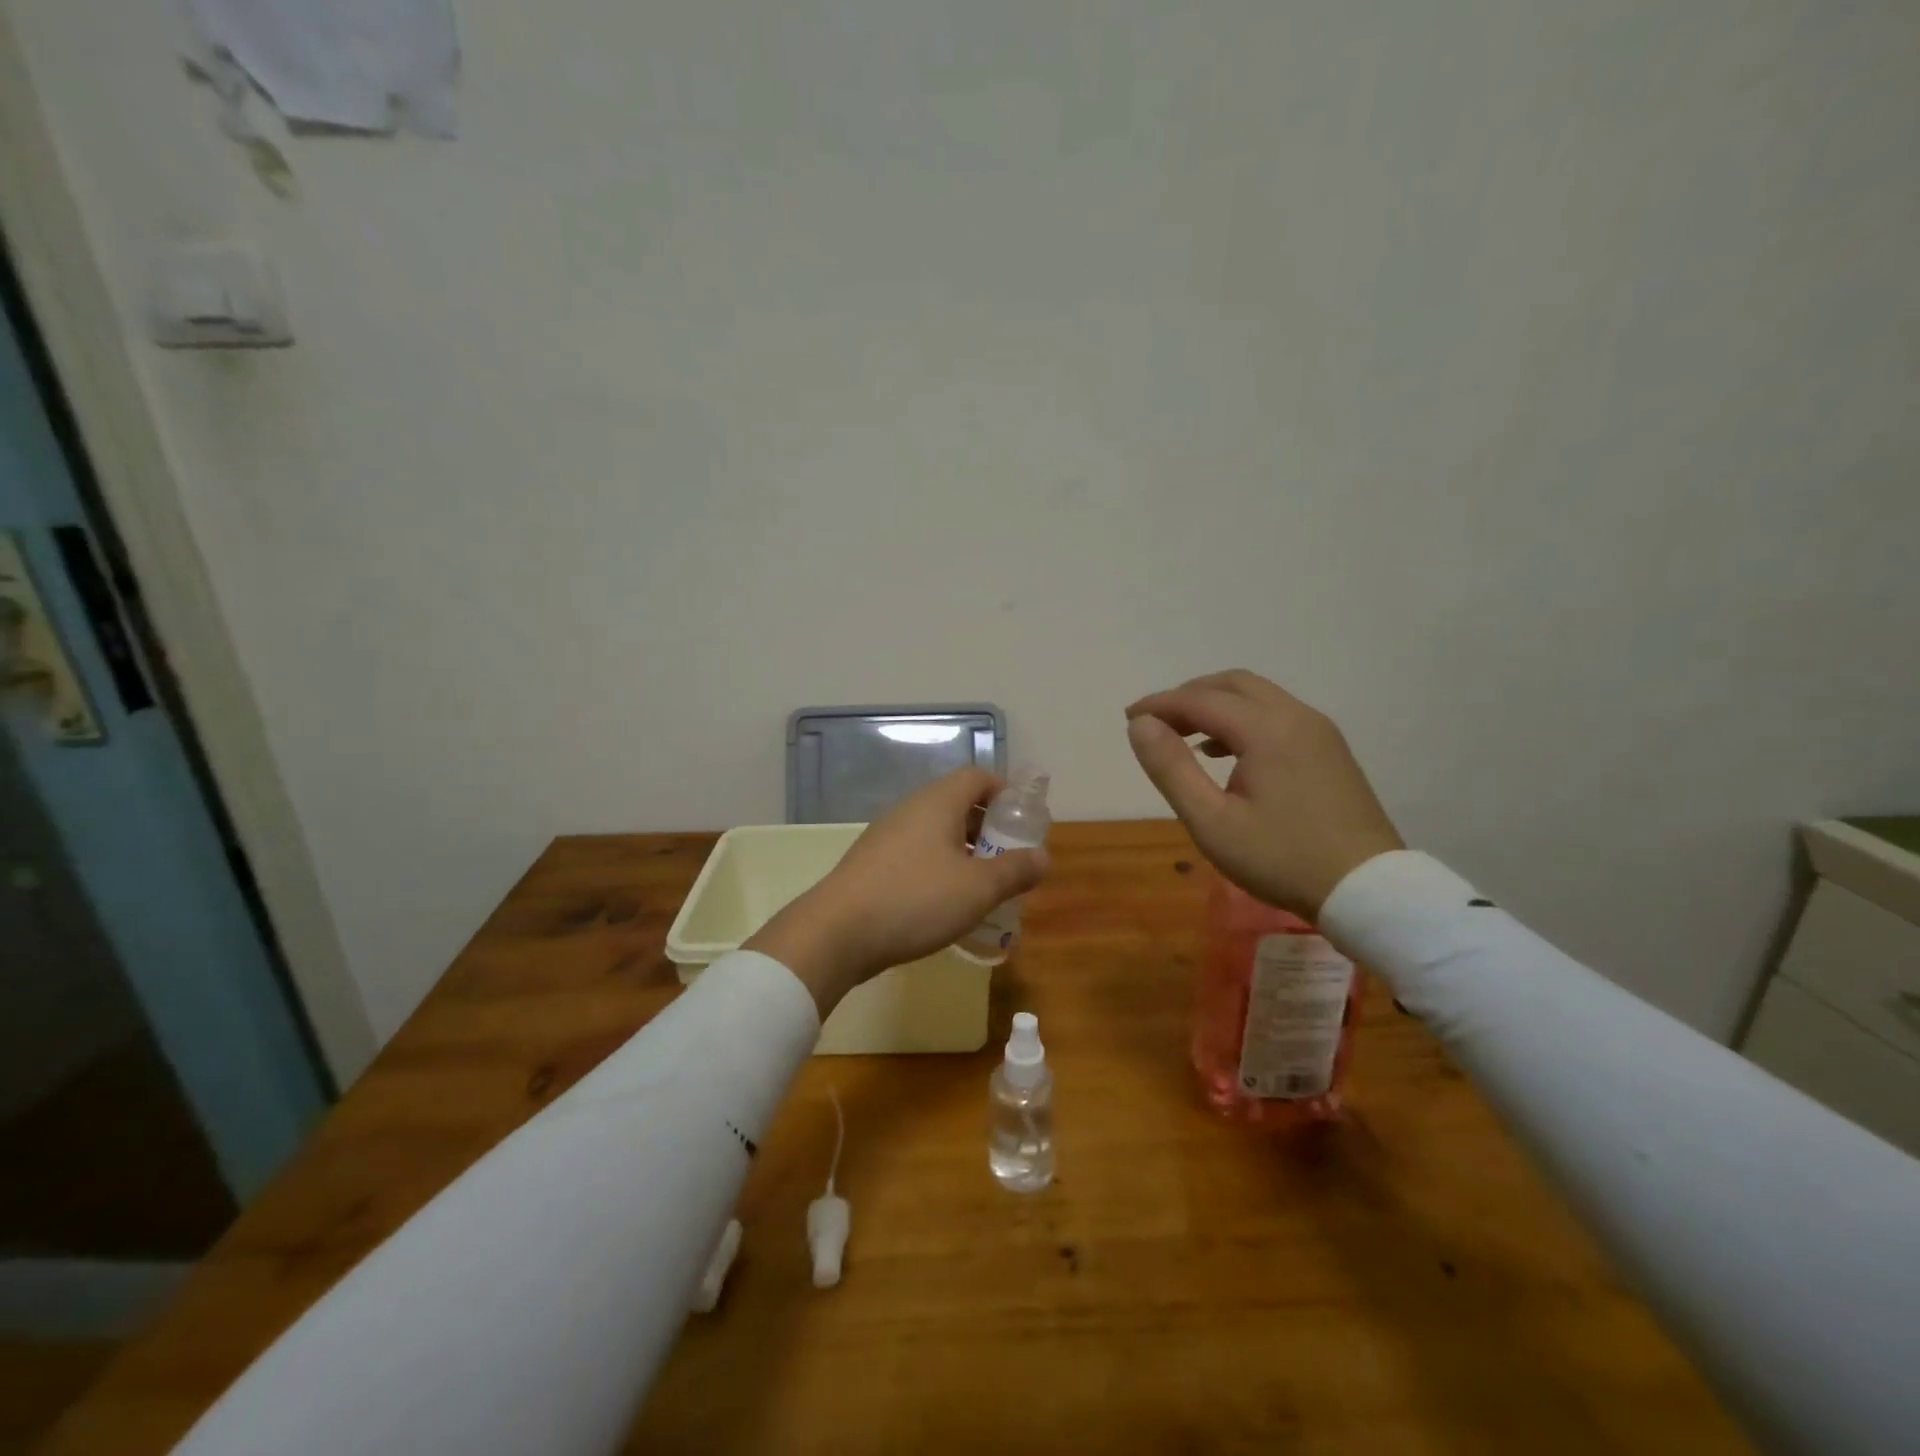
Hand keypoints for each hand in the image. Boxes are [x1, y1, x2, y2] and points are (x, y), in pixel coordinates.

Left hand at [746, 768, 1050, 1015]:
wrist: (837, 933)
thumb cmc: (916, 900)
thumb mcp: (978, 888)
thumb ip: (1015, 871)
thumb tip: (1044, 856)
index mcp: (937, 802)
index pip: (977, 776)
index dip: (1005, 793)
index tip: (1024, 822)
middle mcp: (910, 810)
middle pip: (957, 804)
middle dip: (988, 829)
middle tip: (1010, 860)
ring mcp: (886, 837)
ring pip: (936, 833)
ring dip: (964, 853)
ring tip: (983, 887)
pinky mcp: (872, 864)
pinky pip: (916, 855)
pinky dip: (939, 869)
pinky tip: (946, 905)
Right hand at [1126, 670, 1402, 918]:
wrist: (1368, 889)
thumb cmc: (1281, 859)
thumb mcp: (1211, 821)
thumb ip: (1171, 768)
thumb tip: (1140, 725)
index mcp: (1267, 730)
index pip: (1201, 699)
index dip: (1160, 704)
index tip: (1128, 718)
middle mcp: (1296, 716)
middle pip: (1231, 684)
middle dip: (1187, 696)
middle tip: (1154, 722)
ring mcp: (1319, 730)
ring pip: (1257, 696)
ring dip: (1215, 705)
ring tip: (1183, 735)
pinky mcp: (1330, 748)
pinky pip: (1277, 714)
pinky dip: (1242, 718)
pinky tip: (1224, 752)